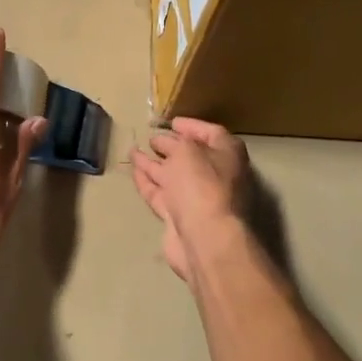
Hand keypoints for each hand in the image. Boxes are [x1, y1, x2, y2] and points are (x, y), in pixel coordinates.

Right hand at [131, 118, 251, 279]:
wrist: (204, 238)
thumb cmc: (202, 185)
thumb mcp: (188, 151)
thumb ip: (176, 143)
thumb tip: (167, 143)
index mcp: (227, 155)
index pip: (211, 133)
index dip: (192, 126)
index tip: (172, 121)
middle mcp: (216, 175)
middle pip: (191, 156)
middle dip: (171, 146)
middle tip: (151, 137)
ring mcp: (197, 198)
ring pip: (172, 176)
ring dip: (154, 163)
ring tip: (134, 151)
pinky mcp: (179, 217)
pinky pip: (161, 194)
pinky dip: (148, 182)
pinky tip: (135, 170)